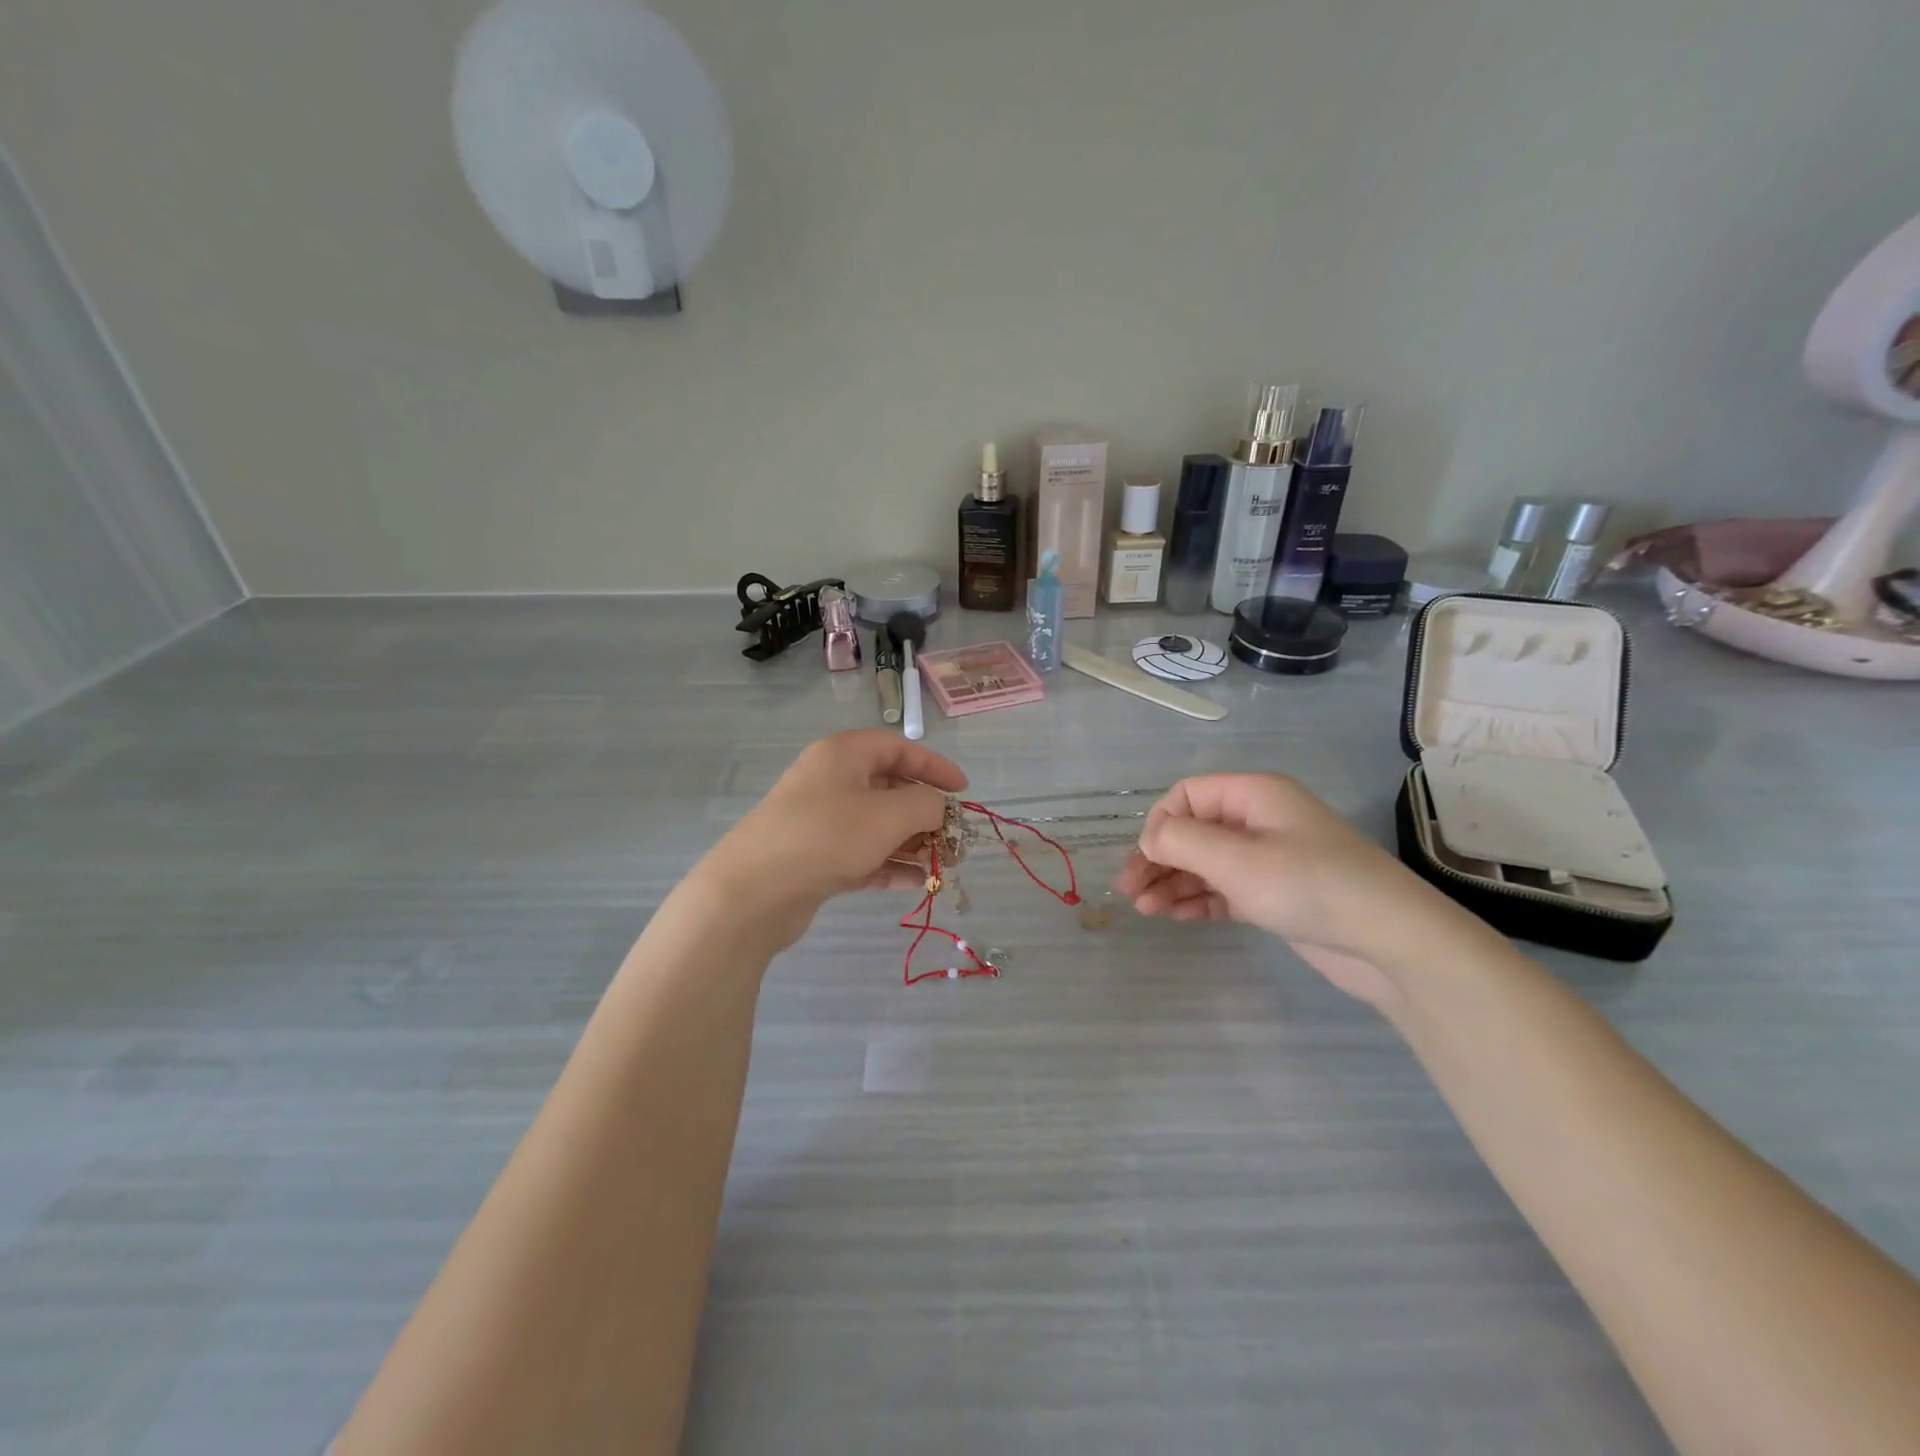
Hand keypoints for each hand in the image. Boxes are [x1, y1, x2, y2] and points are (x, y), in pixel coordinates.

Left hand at [694, 732, 967, 948]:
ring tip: (944, 865)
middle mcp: (830, 782)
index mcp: (843, 755)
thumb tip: (937, 807)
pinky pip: (862, 854)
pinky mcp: (814, 858)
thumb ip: (925, 805)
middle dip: (925, 812)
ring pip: (876, 825)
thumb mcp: (887, 815)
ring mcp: (820, 822)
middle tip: (954, 836)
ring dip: (912, 842)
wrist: (752, 892)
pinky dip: (889, 864)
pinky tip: (917, 883)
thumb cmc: (826, 837)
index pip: (897, 748)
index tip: (963, 790)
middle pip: (888, 788)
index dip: (934, 766)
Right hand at [1115, 773, 1466, 1008]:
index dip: (1160, 824)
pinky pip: (1225, 889)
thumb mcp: (1236, 859)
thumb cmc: (1308, 885)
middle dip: (1158, 859)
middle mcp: (1259, 820)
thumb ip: (1182, 841)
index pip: (1188, 796)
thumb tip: (1149, 837)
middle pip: (1192, 831)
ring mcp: (1269, 858)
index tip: (1144, 860)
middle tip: (1128, 891)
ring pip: (1206, 863)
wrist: (1389, 941)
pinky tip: (1175, 916)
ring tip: (1144, 910)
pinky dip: (1199, 899)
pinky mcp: (1276, 894)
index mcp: (1253, 794)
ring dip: (1173, 882)